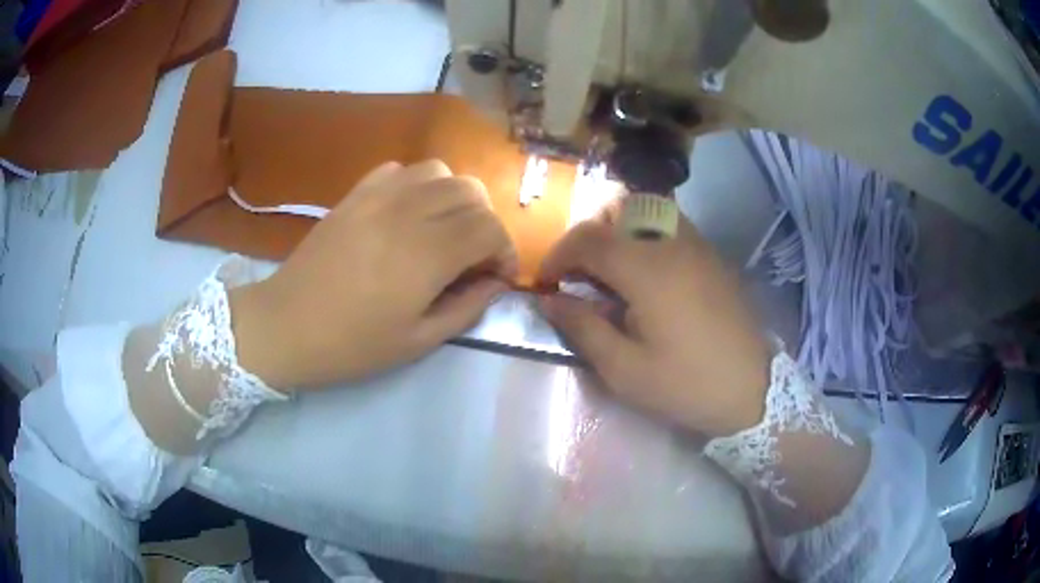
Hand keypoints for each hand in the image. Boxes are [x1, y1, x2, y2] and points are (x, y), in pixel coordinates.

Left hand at [230, 160, 516, 389]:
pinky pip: (400, 169)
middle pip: (471, 192)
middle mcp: (408, 212)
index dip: (505, 250)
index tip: (498, 276)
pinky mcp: (355, 194)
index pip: (490, 228)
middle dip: (485, 222)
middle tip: (474, 256)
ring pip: (439, 171)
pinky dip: (417, 185)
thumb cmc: (351, 345)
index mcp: (427, 254)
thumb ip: (467, 308)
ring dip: (454, 198)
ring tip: (443, 229)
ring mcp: (378, 196)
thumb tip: (495, 283)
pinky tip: (408, 213)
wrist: (285, 325)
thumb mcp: (418, 341)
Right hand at [536, 211, 770, 437]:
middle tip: (578, 276)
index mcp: (647, 269)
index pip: (588, 238)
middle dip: (586, 238)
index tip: (546, 283)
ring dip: (616, 232)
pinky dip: (644, 235)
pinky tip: (647, 275)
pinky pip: (669, 225)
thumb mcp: (625, 370)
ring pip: (644, 211)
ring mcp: (697, 244)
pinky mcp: (712, 254)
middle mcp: (672, 242)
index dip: (557, 255)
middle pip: (615, 211)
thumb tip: (549, 300)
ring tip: (610, 272)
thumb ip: (583, 327)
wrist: (753, 389)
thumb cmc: (686, 384)